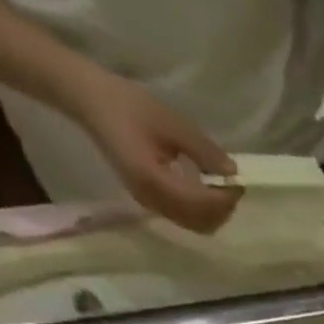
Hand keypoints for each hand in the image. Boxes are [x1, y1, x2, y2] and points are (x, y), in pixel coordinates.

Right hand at [66, 68, 241, 232]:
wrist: (85, 98)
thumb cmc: (124, 103)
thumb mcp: (168, 121)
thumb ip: (202, 150)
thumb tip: (232, 172)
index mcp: (154, 182)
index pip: (201, 205)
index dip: (225, 199)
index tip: (238, 183)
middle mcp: (152, 201)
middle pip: (201, 223)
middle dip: (222, 209)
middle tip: (232, 186)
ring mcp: (149, 204)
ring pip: (194, 224)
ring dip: (213, 212)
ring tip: (220, 187)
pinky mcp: (148, 201)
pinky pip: (184, 217)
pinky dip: (200, 210)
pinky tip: (204, 189)